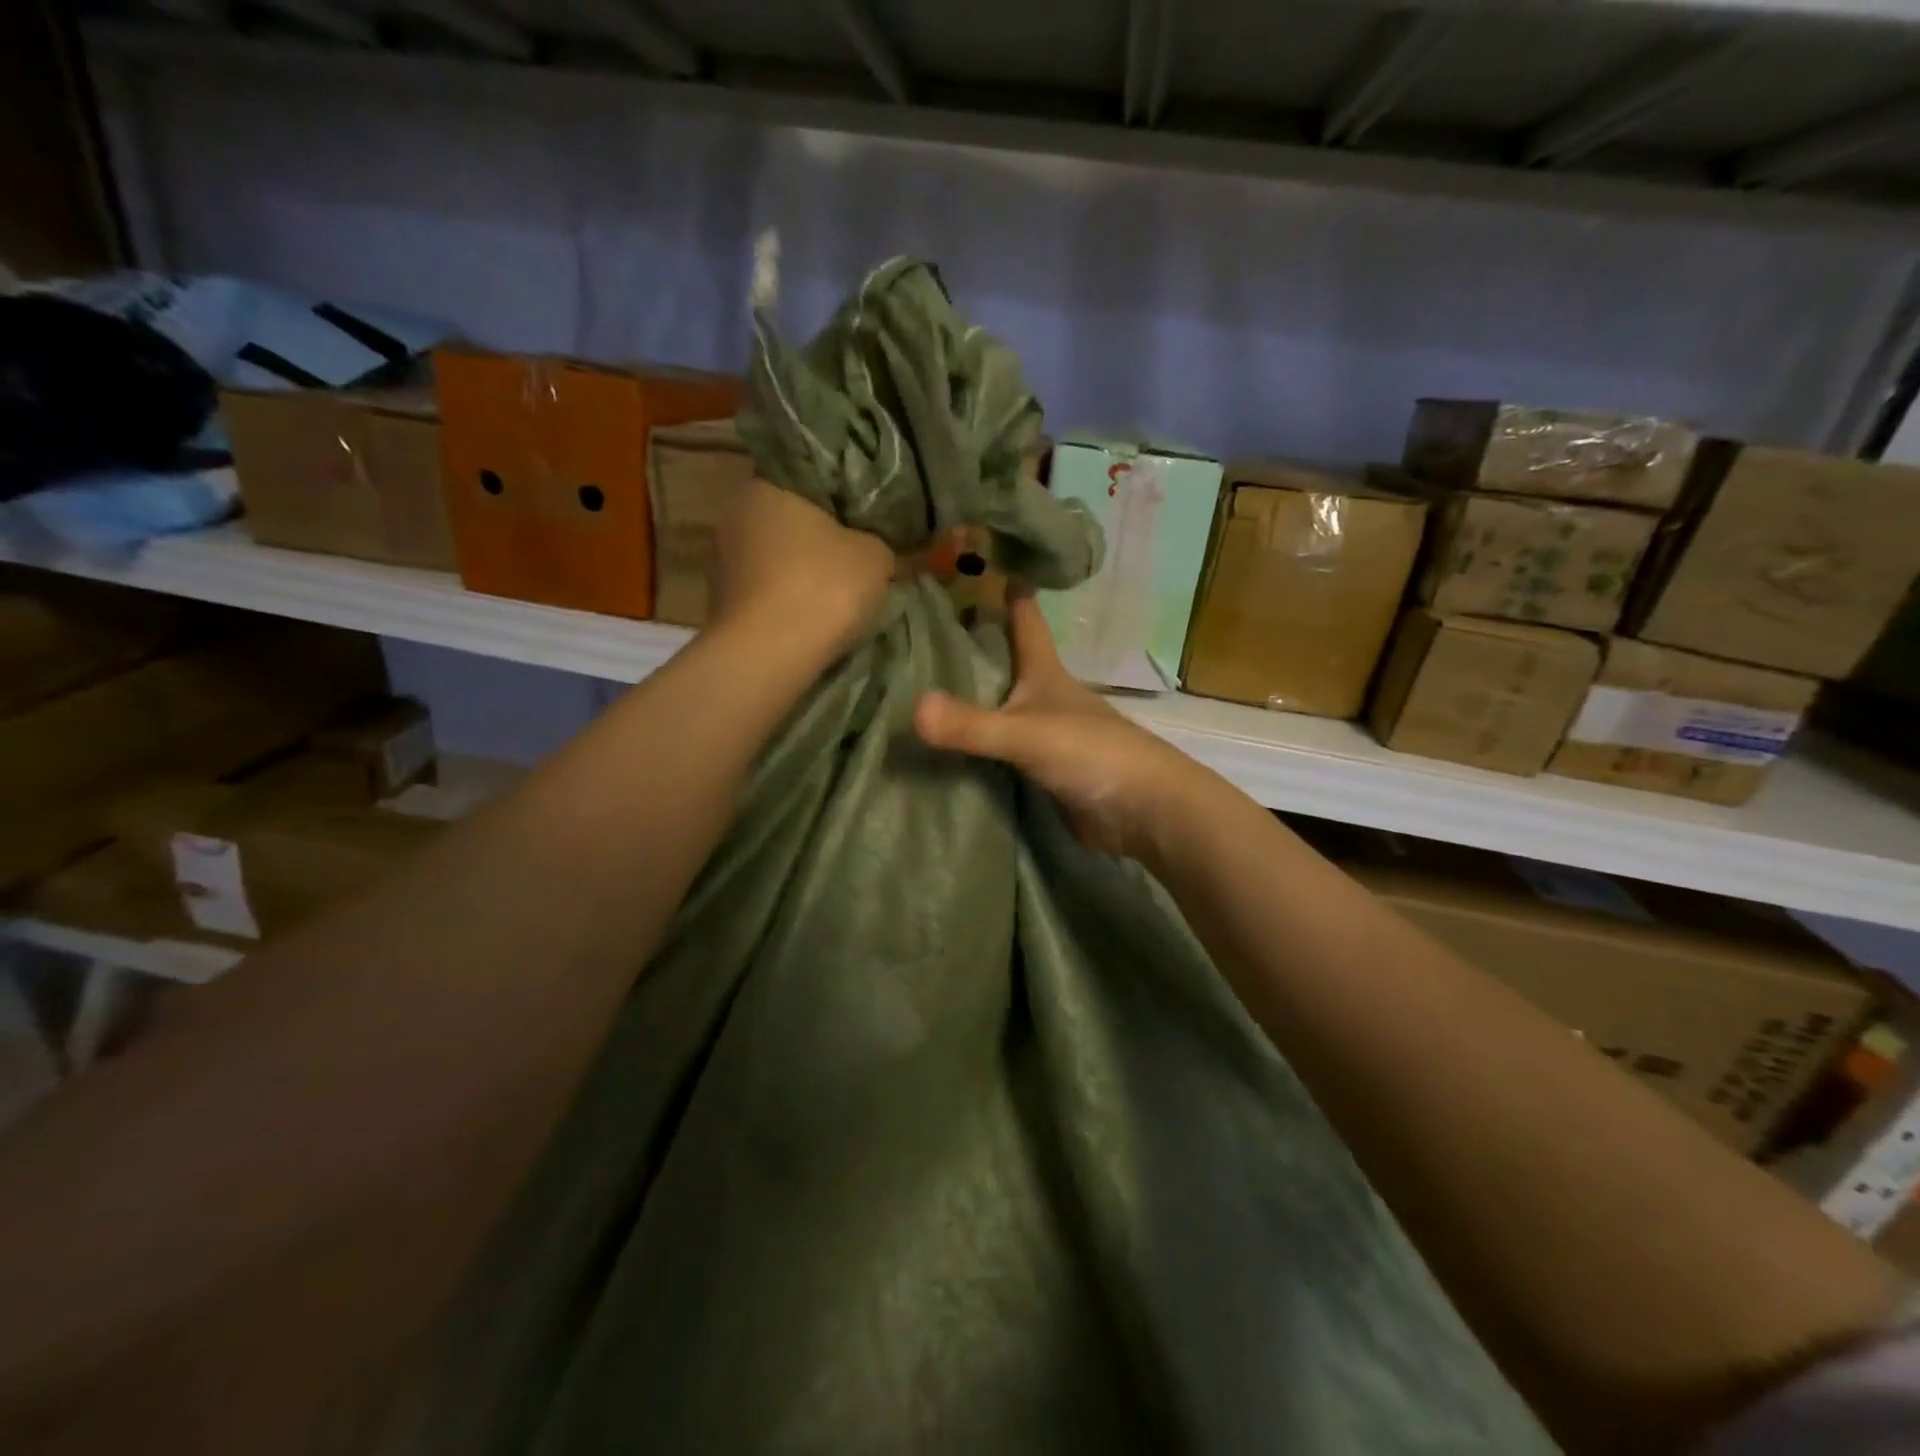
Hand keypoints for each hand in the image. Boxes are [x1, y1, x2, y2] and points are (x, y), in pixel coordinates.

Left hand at [710, 480, 895, 658]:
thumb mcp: (875, 557)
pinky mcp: (722, 604)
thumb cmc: (822, 587)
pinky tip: (811, 615)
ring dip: (801, 571)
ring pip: (775, 558)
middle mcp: (734, 516)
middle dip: (820, 537)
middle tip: (857, 554)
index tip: (865, 516)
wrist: (769, 656)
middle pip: (789, 520)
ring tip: (837, 590)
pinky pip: (766, 591)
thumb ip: (884, 544)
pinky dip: (787, 599)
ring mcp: (721, 563)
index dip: (841, 497)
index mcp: (766, 486)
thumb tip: (886, 548)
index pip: (808, 477)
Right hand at [912, 592, 1204, 860]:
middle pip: (1009, 662)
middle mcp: (1047, 698)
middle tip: (926, 629)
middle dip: (977, 646)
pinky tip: (950, 746)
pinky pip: (1002, 749)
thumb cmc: (1091, 754)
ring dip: (975, 698)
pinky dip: (979, 743)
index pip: (1026, 621)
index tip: (985, 563)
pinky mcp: (1045, 770)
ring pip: (1004, 707)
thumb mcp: (1026, 734)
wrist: (1142, 811)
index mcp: (1047, 673)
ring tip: (925, 686)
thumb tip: (913, 709)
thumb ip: (972, 724)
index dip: (1010, 593)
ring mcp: (1047, 735)